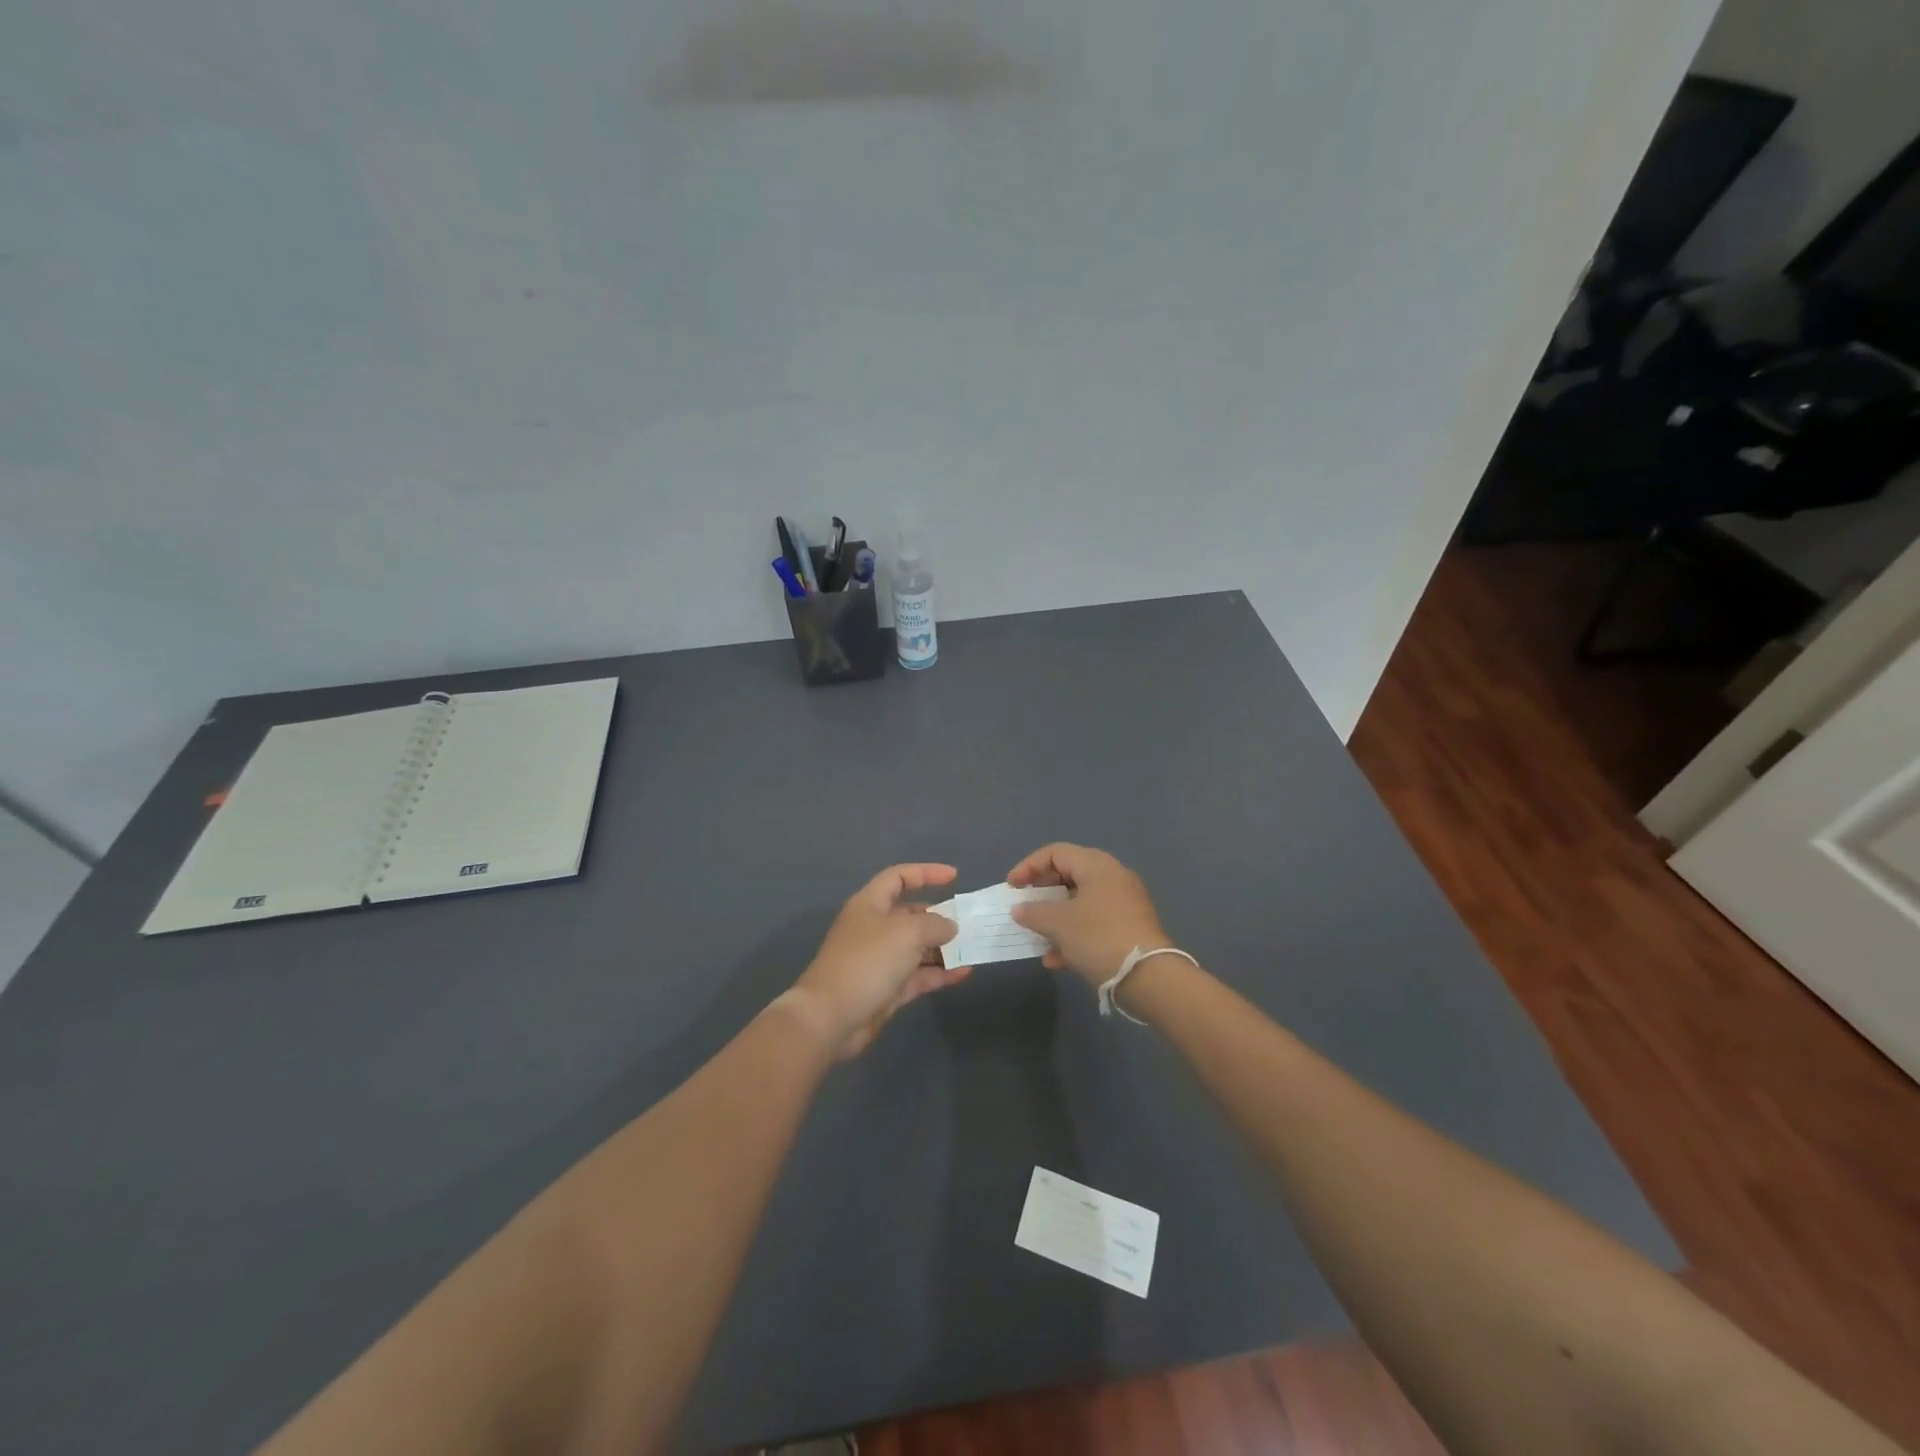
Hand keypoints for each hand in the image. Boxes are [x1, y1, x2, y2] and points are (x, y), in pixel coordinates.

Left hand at [789, 864, 971, 1058]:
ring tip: (972, 948)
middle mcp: (874, 929)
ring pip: (916, 948)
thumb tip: (949, 927)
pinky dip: (939, 973)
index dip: (926, 873)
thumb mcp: (907, 932)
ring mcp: (879, 961)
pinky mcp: (885, 990)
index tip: (954, 877)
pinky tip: (964, 973)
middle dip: (938, 916)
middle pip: (909, 914)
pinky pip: (917, 975)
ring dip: (942, 948)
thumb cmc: (868, 961)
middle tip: (968, 922)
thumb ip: (935, 924)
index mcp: (870, 905)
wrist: (831, 1017)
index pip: (898, 878)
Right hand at [1006, 843, 1169, 987]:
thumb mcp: (1059, 924)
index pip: (1055, 852)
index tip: (1011, 888)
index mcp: (1097, 865)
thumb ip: (1033, 912)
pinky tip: (1057, 959)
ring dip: (1055, 918)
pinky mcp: (1129, 927)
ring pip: (1079, 901)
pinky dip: (1072, 934)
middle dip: (1042, 893)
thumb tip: (1020, 909)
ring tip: (1037, 937)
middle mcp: (1112, 876)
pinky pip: (1093, 921)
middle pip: (1068, 875)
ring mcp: (1123, 902)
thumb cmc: (1099, 938)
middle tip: (1023, 908)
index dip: (1028, 866)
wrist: (1149, 977)